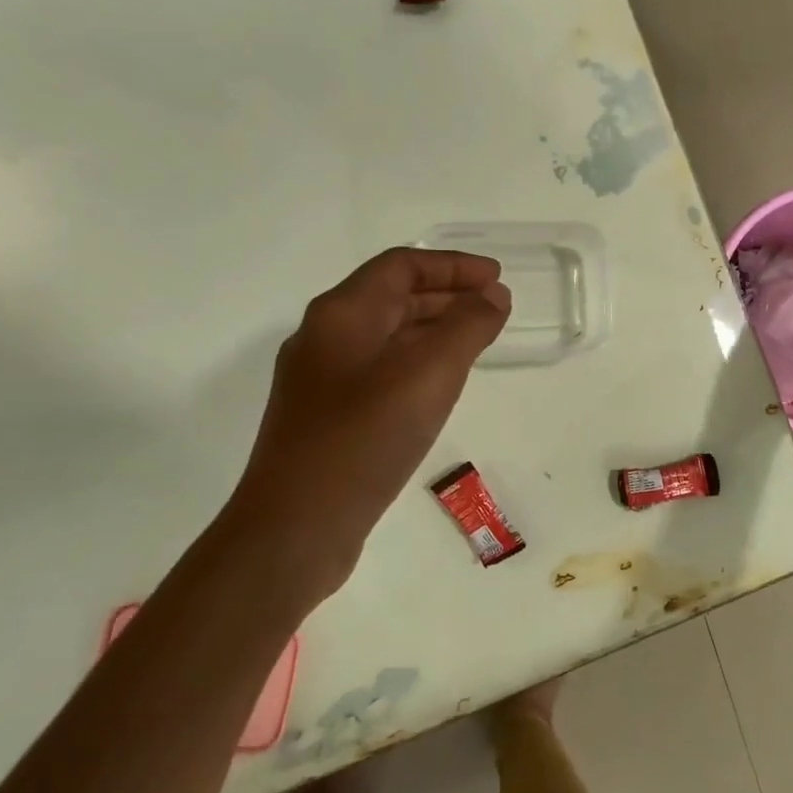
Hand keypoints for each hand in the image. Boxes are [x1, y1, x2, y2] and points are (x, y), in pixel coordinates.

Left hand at [228, 248, 510, 596]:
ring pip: (385, 337)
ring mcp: (321, 380)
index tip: (497, 279)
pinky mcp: (326, 417)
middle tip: (494, 308)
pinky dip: (417, 363)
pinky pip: (379, 371)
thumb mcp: (429, 375)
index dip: (453, 265)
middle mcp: (325, 338)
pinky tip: (440, 387)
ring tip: (477, 342)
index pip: (401, 266)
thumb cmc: (364, 440)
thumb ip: (467, 328)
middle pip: (391, 297)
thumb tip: (493, 296)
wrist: (296, 527)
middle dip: (447, 295)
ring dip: (433, 330)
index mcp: (341, 314)